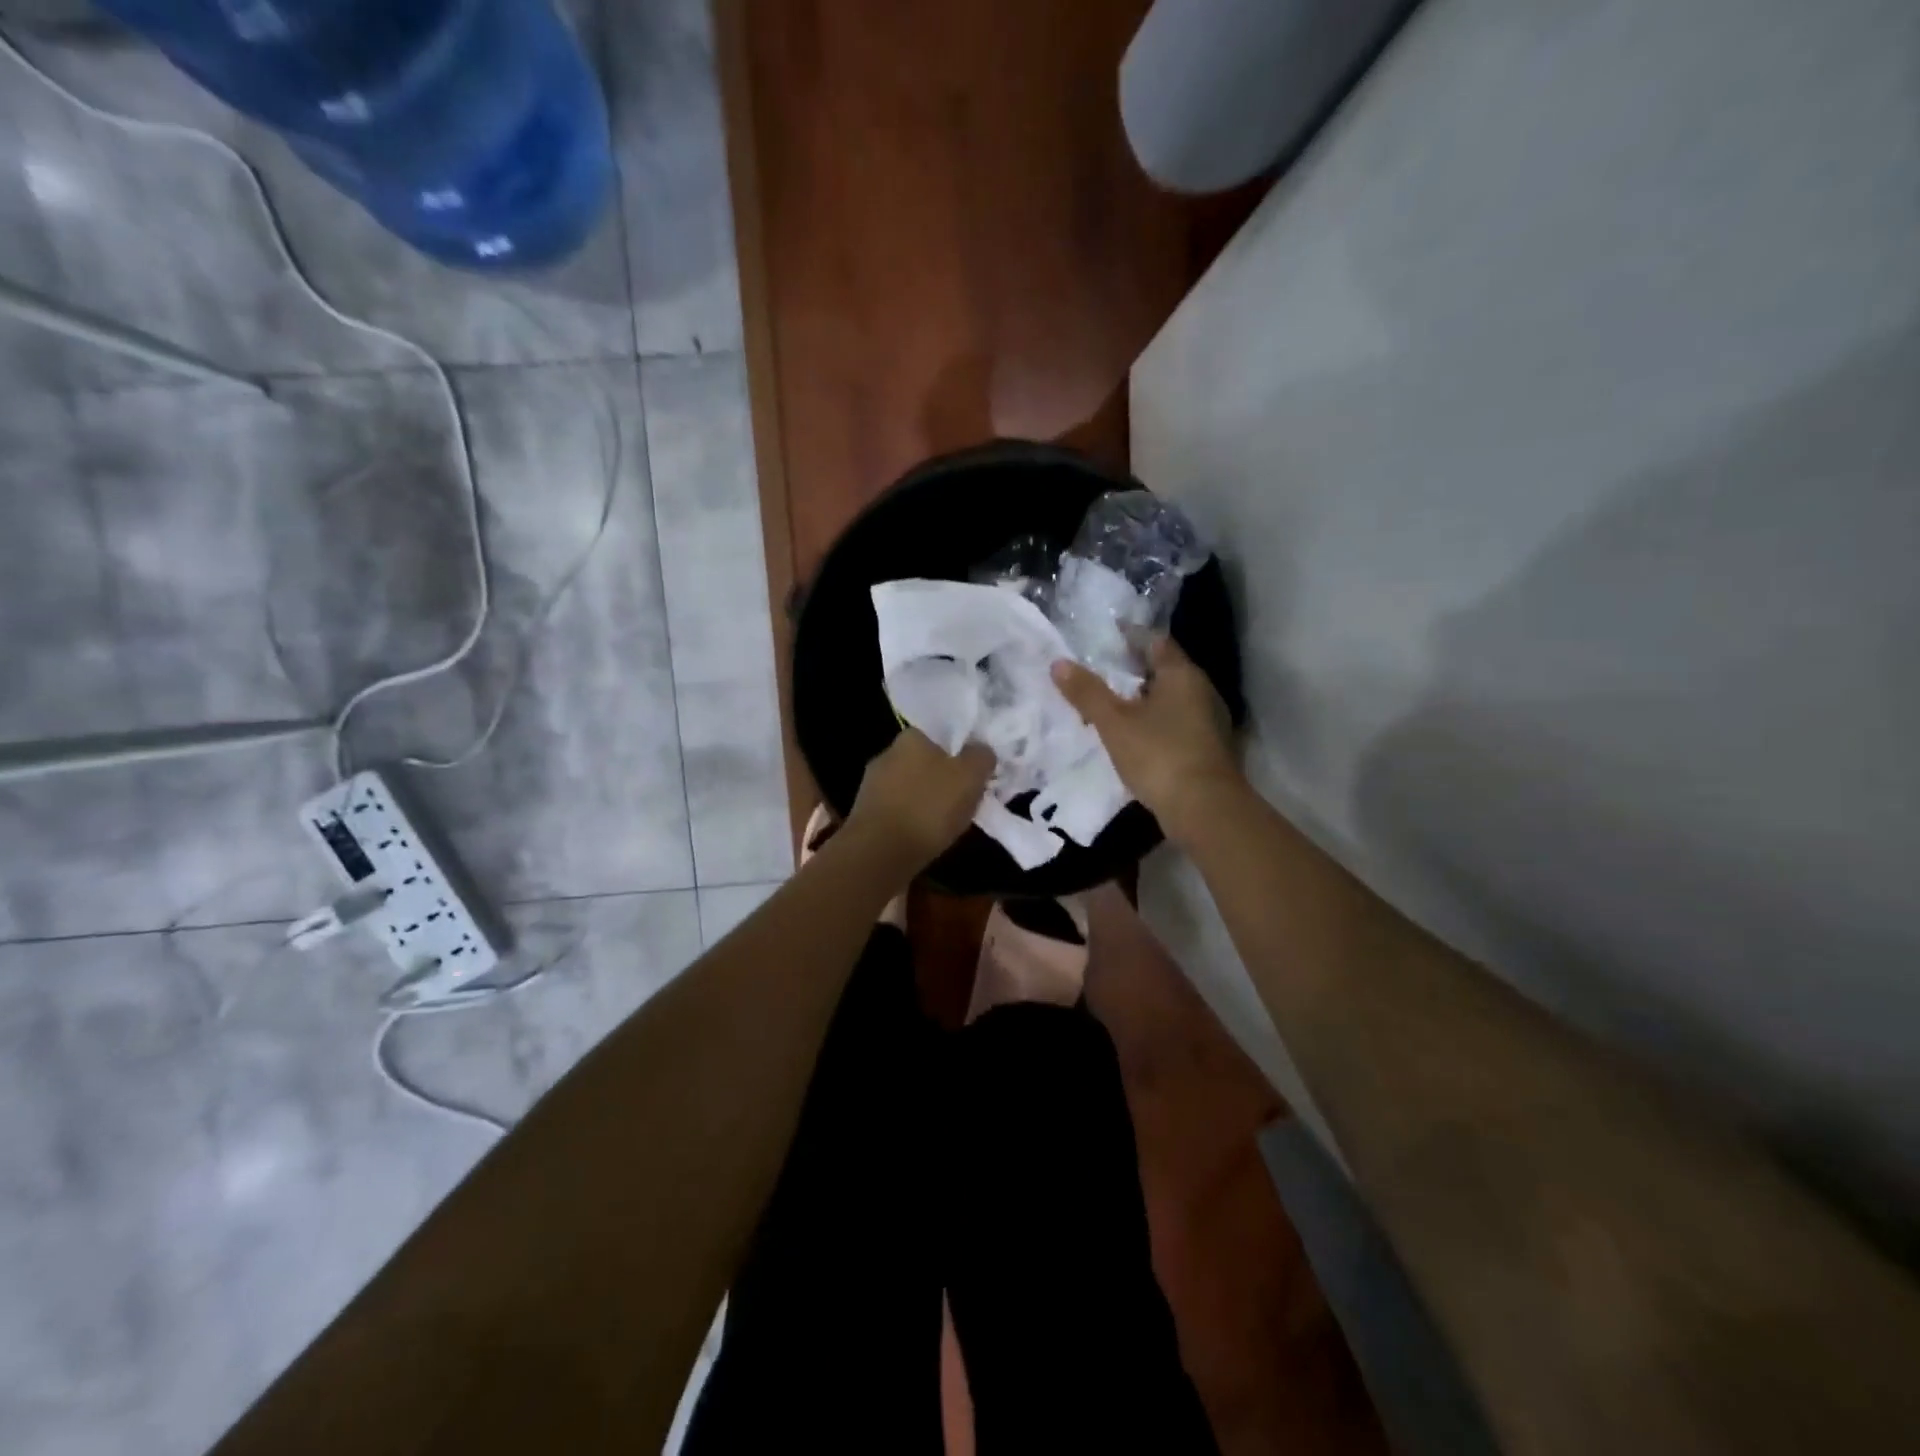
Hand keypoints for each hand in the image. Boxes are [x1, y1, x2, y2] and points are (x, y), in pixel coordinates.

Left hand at [847, 729, 995, 870]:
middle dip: (942, 778)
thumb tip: (981, 750)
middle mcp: (886, 754)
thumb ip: (981, 756)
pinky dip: (911, 821)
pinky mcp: (863, 814)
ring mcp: (871, 785)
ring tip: (946, 823)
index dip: (959, 753)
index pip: (939, 735)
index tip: (973, 774)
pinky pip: (897, 811)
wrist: (880, 853)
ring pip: (909, 788)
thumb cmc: (929, 807)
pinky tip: (923, 837)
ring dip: (925, 801)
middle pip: (924, 762)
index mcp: (911, 737)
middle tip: (964, 799)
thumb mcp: (970, 776)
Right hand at [1052, 636, 1241, 844]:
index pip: (1155, 641)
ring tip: (1111, 705)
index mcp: (1182, 674)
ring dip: (1144, 700)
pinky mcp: (1207, 749)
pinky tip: (1133, 736)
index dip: (1130, 636)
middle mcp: (1201, 691)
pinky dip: (1154, 723)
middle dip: (1134, 670)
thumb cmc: (1159, 755)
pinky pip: (1175, 724)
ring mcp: (1208, 722)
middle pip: (1165, 670)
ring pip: (1171, 699)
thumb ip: (1087, 692)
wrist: (1205, 810)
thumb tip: (1059, 663)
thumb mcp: (1114, 723)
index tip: (1104, 637)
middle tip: (1100, 672)